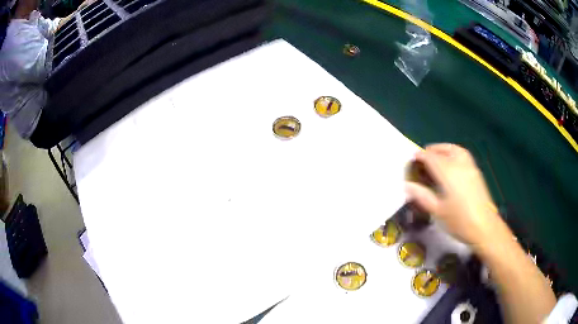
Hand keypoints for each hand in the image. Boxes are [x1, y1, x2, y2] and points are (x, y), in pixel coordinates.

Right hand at [405, 144, 505, 248]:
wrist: (484, 226)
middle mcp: (459, 164)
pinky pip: (463, 155)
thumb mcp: (437, 211)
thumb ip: (422, 196)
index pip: (431, 157)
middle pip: (444, 149)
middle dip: (432, 150)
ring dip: (444, 149)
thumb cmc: (459, 221)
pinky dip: (454, 153)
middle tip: (424, 156)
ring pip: (456, 149)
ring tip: (438, 156)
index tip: (412, 158)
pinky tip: (452, 164)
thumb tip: (407, 185)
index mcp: (448, 173)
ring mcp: (470, 167)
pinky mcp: (476, 172)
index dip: (420, 156)